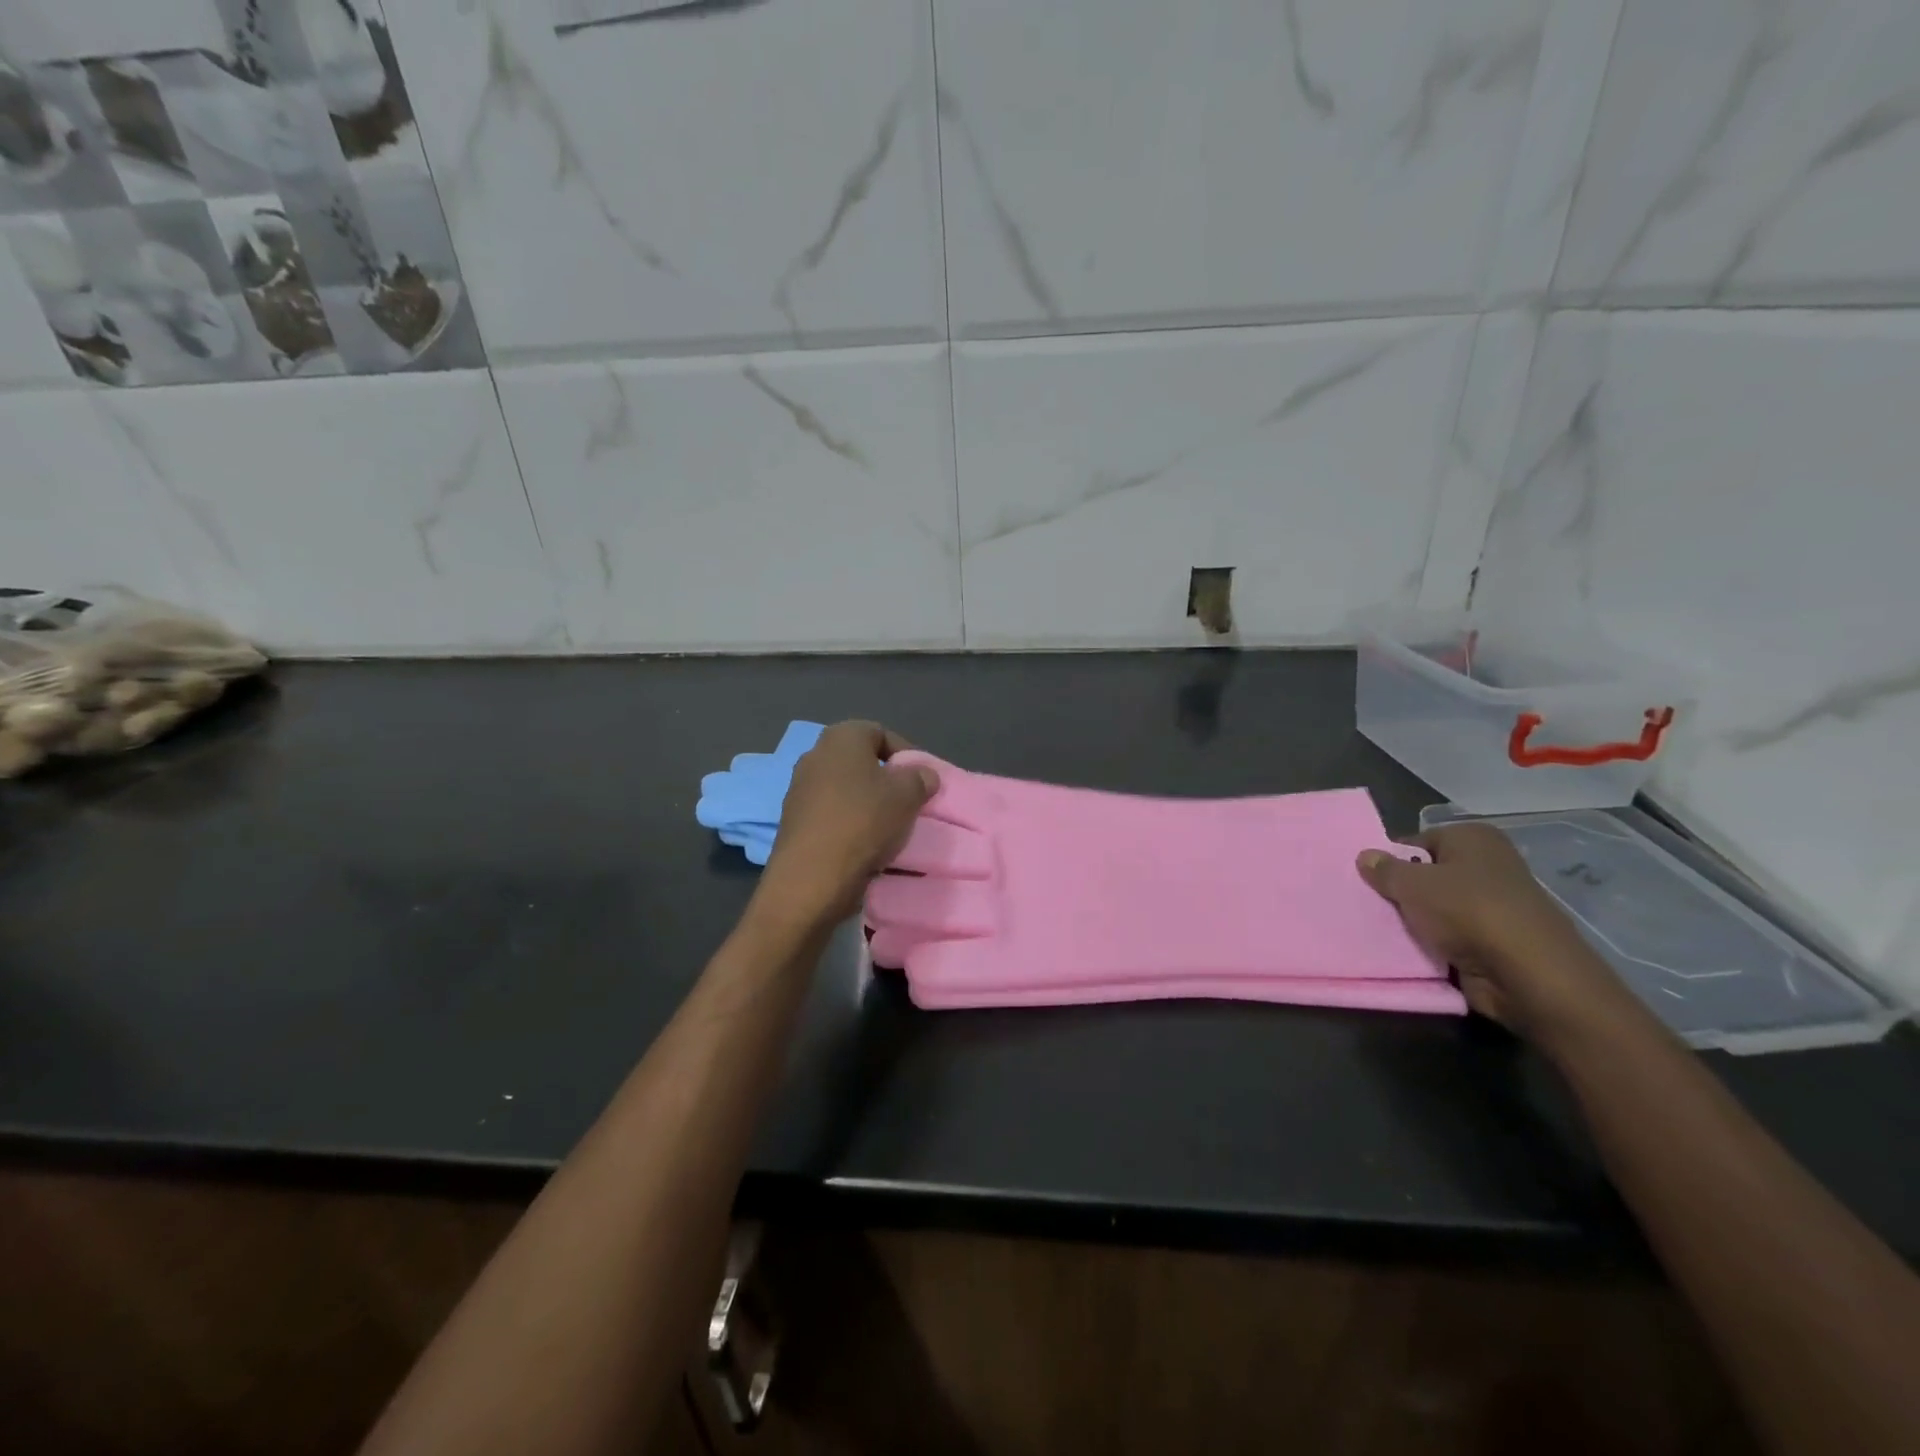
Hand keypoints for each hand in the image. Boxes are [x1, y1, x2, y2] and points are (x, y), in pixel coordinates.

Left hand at [756, 721, 938, 925]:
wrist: (811, 879)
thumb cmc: (863, 823)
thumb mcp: (907, 796)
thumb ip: (920, 778)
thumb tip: (923, 774)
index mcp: (840, 738)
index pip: (880, 732)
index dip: (906, 753)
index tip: (923, 779)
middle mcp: (814, 756)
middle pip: (860, 762)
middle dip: (886, 780)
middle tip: (909, 802)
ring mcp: (799, 790)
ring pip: (846, 791)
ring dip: (869, 805)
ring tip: (891, 828)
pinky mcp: (793, 822)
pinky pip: (832, 816)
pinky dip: (850, 826)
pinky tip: (867, 847)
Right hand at [1356, 824, 1631, 1044]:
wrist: (1528, 974)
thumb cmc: (1468, 911)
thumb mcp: (1412, 884)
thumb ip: (1384, 869)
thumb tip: (1364, 856)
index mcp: (1473, 838)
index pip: (1416, 842)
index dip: (1390, 860)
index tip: (1367, 881)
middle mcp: (1487, 866)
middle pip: (1427, 875)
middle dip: (1401, 892)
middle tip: (1368, 905)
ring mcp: (1494, 905)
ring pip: (1437, 909)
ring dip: (1415, 921)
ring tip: (1381, 930)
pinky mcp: (1495, 941)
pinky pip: (1451, 937)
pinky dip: (1433, 944)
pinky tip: (1408, 951)